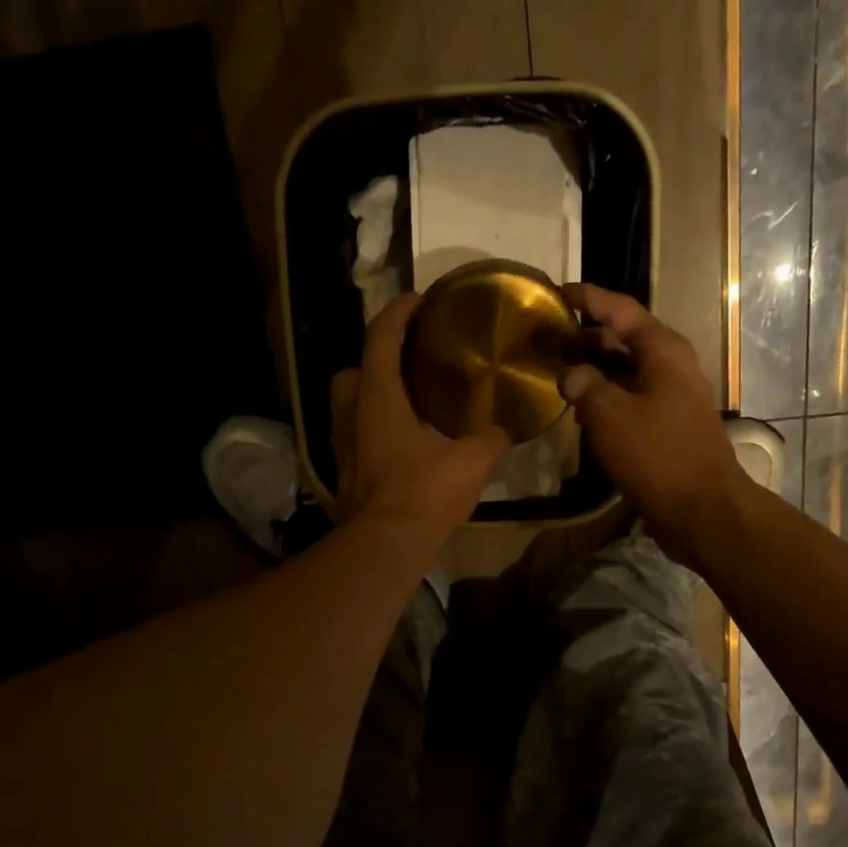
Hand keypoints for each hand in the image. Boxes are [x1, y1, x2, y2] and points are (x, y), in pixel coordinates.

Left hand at [329, 293, 509, 548]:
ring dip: (372, 398)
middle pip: (352, 372)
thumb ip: (491, 438)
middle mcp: (353, 414)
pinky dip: (374, 432)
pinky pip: (357, 438)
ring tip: (408, 405)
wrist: (385, 545)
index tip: (417, 300)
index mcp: (378, 397)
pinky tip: (403, 445)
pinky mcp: (346, 473)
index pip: (380, 339)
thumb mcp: (471, 461)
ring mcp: (344, 446)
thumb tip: (504, 431)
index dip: (397, 313)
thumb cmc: (423, 493)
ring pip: (350, 407)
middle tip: (408, 366)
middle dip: (375, 361)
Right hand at [559, 284, 748, 563]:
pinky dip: (607, 399)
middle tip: (551, 338)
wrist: (701, 508)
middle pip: (626, 340)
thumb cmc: (656, 454)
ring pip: (628, 372)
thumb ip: (585, 385)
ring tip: (559, 373)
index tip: (560, 292)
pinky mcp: (669, 427)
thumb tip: (570, 374)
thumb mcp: (610, 414)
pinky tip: (583, 412)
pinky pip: (633, 400)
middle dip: (588, 337)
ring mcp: (673, 398)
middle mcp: (672, 367)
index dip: (590, 298)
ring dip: (596, 371)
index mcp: (663, 351)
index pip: (622, 310)